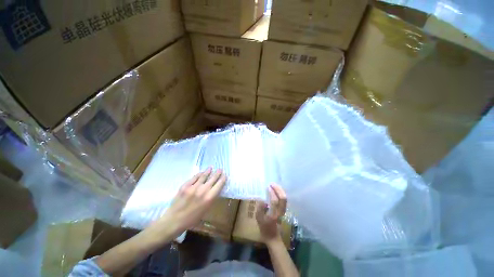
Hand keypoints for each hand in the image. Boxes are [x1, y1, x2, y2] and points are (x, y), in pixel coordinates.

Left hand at [150, 167, 226, 238]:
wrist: (174, 220)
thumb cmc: (192, 219)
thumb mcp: (205, 210)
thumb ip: (211, 198)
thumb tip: (214, 190)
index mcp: (209, 198)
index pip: (219, 185)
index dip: (223, 179)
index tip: (225, 175)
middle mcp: (203, 190)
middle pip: (213, 178)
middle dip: (217, 173)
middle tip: (220, 169)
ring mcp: (193, 187)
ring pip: (203, 176)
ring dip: (208, 171)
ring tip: (211, 168)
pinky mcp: (185, 185)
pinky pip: (194, 178)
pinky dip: (198, 174)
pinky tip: (201, 173)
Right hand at [256, 184, 286, 243]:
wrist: (273, 236)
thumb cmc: (264, 227)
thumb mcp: (259, 218)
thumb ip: (260, 207)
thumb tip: (263, 198)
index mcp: (273, 214)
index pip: (274, 201)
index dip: (272, 193)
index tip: (268, 187)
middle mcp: (280, 211)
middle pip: (283, 198)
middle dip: (278, 189)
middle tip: (272, 184)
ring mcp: (283, 210)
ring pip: (285, 198)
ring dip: (280, 190)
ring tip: (274, 185)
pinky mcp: (283, 210)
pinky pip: (284, 199)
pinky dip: (281, 193)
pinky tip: (276, 190)